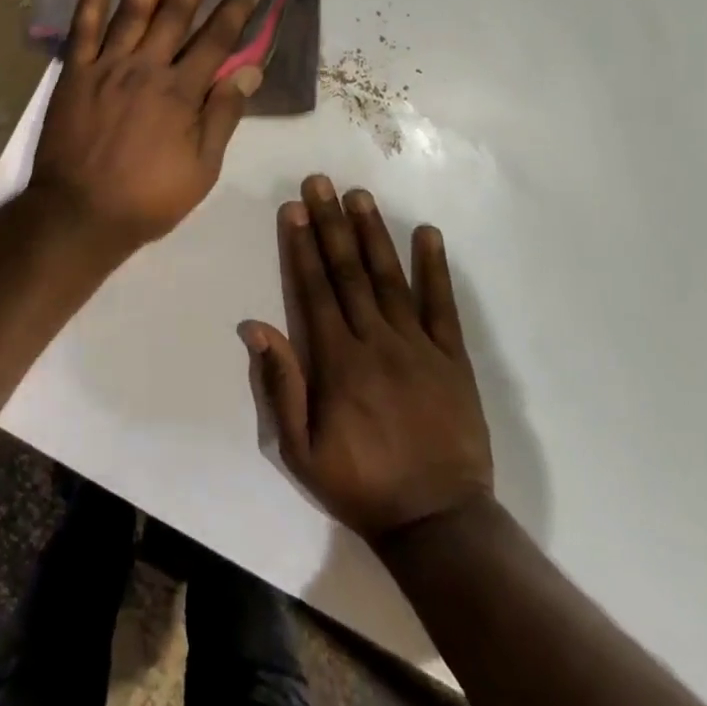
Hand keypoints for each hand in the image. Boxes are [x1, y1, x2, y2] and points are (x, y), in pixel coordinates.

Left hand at [31, 0, 268, 251]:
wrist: (79, 214)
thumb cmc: (147, 198)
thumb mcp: (201, 169)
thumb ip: (223, 117)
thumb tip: (249, 72)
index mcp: (181, 92)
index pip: (218, 38)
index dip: (240, 4)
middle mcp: (146, 68)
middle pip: (177, 11)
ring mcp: (106, 67)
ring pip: (133, 10)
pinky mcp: (74, 74)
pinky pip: (82, 30)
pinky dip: (90, 0)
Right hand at [241, 175, 493, 540]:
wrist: (438, 523)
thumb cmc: (360, 486)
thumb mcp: (300, 451)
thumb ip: (280, 386)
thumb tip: (255, 327)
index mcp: (337, 363)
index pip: (314, 291)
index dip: (302, 247)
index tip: (294, 210)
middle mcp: (375, 342)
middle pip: (348, 273)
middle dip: (331, 224)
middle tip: (320, 182)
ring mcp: (418, 346)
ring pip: (390, 278)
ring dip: (372, 234)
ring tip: (359, 195)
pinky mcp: (452, 358)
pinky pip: (442, 305)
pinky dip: (435, 268)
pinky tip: (428, 234)